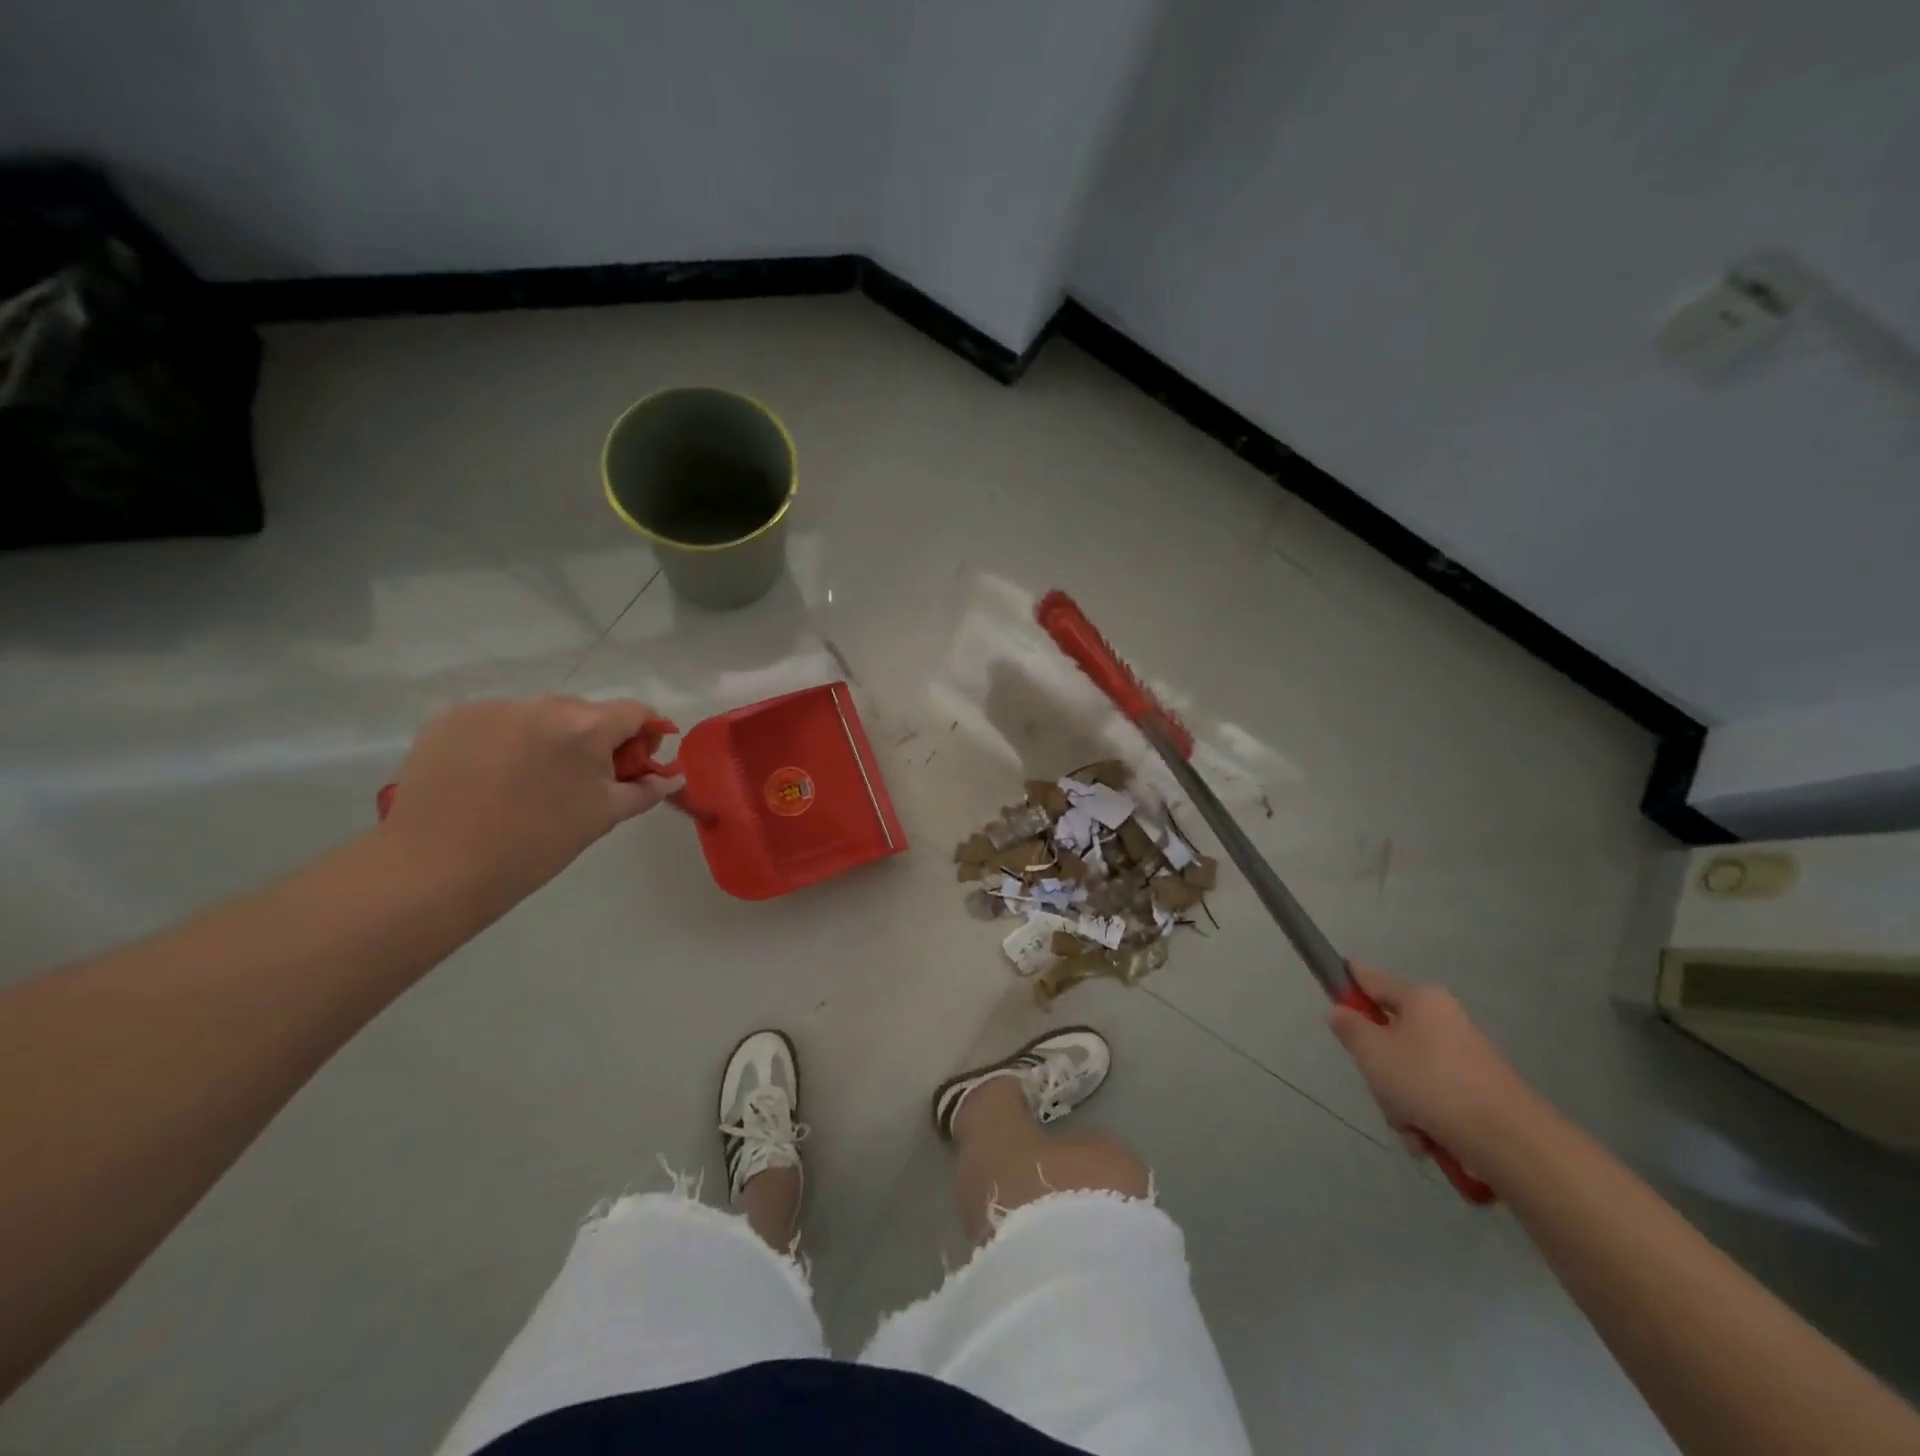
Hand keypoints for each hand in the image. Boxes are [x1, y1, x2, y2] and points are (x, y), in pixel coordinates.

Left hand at [379, 696, 682, 905]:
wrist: (438, 866)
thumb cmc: (537, 844)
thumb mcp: (603, 817)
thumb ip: (645, 790)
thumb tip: (673, 777)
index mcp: (586, 726)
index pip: (635, 712)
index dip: (646, 733)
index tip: (640, 761)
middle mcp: (542, 704)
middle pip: (585, 711)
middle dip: (593, 738)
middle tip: (583, 781)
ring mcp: (492, 707)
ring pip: (537, 715)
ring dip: (546, 738)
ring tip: (529, 781)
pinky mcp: (450, 718)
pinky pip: (494, 721)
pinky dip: (503, 740)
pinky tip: (490, 776)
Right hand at [1327, 964, 1533, 1157]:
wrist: (1509, 1141)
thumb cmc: (1429, 1081)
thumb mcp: (1372, 1051)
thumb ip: (1348, 1027)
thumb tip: (1340, 1011)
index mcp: (1421, 999)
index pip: (1370, 978)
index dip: (1346, 984)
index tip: (1330, 998)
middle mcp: (1445, 1019)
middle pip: (1390, 1033)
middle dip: (1378, 1066)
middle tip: (1377, 1085)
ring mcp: (1465, 1056)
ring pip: (1410, 1070)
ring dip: (1400, 1101)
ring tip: (1409, 1125)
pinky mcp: (1480, 1091)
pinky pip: (1435, 1096)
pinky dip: (1426, 1118)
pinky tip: (1428, 1139)